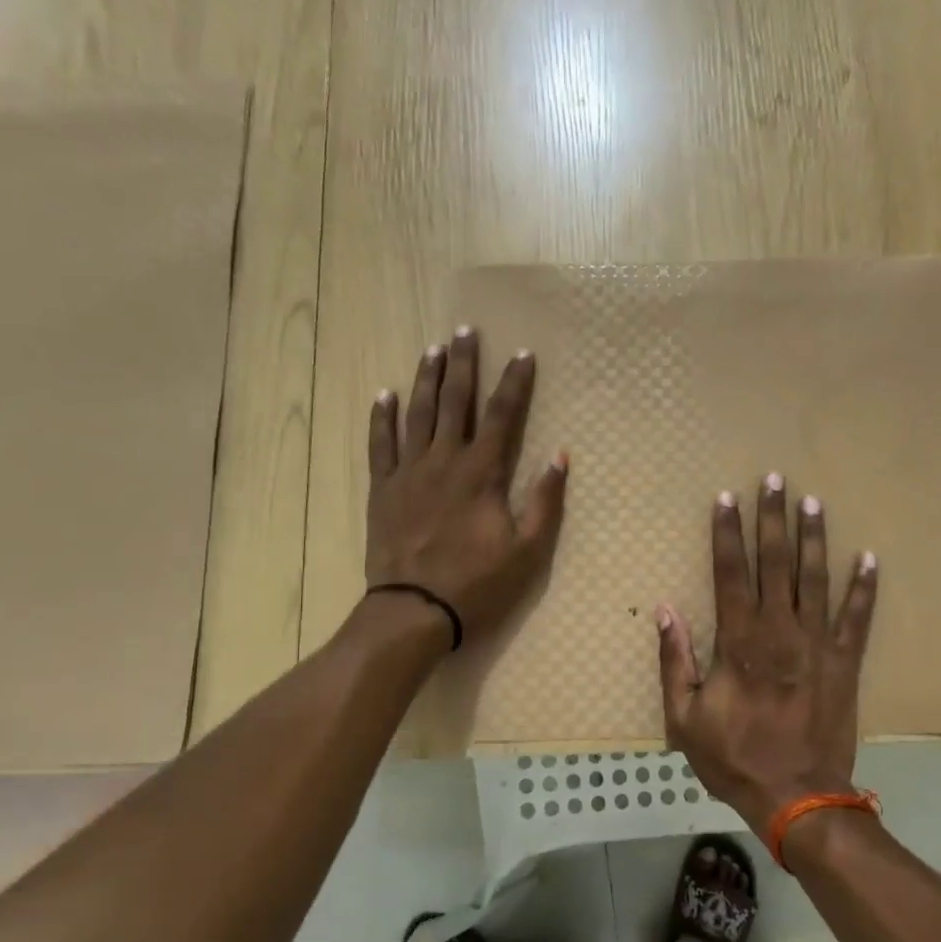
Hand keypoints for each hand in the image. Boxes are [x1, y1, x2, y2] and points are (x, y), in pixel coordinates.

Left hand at [367, 327, 567, 642]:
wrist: (413, 610)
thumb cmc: (476, 583)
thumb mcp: (527, 550)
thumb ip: (544, 501)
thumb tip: (560, 456)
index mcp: (481, 473)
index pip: (502, 415)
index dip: (514, 382)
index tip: (523, 353)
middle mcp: (443, 460)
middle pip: (454, 401)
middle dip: (463, 364)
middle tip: (466, 331)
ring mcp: (408, 472)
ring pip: (417, 413)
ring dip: (426, 378)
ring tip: (432, 349)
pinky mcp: (383, 489)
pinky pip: (380, 444)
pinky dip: (381, 417)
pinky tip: (384, 395)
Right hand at [656, 473, 877, 837]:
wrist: (797, 797)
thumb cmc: (735, 757)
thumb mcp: (685, 717)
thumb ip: (675, 660)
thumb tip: (664, 610)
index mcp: (739, 641)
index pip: (729, 572)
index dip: (726, 533)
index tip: (726, 498)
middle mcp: (780, 631)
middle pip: (775, 563)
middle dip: (772, 519)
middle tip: (775, 480)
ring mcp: (818, 644)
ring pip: (816, 579)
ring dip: (814, 538)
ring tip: (814, 502)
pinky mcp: (846, 663)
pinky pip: (857, 618)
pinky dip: (864, 588)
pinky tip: (869, 558)